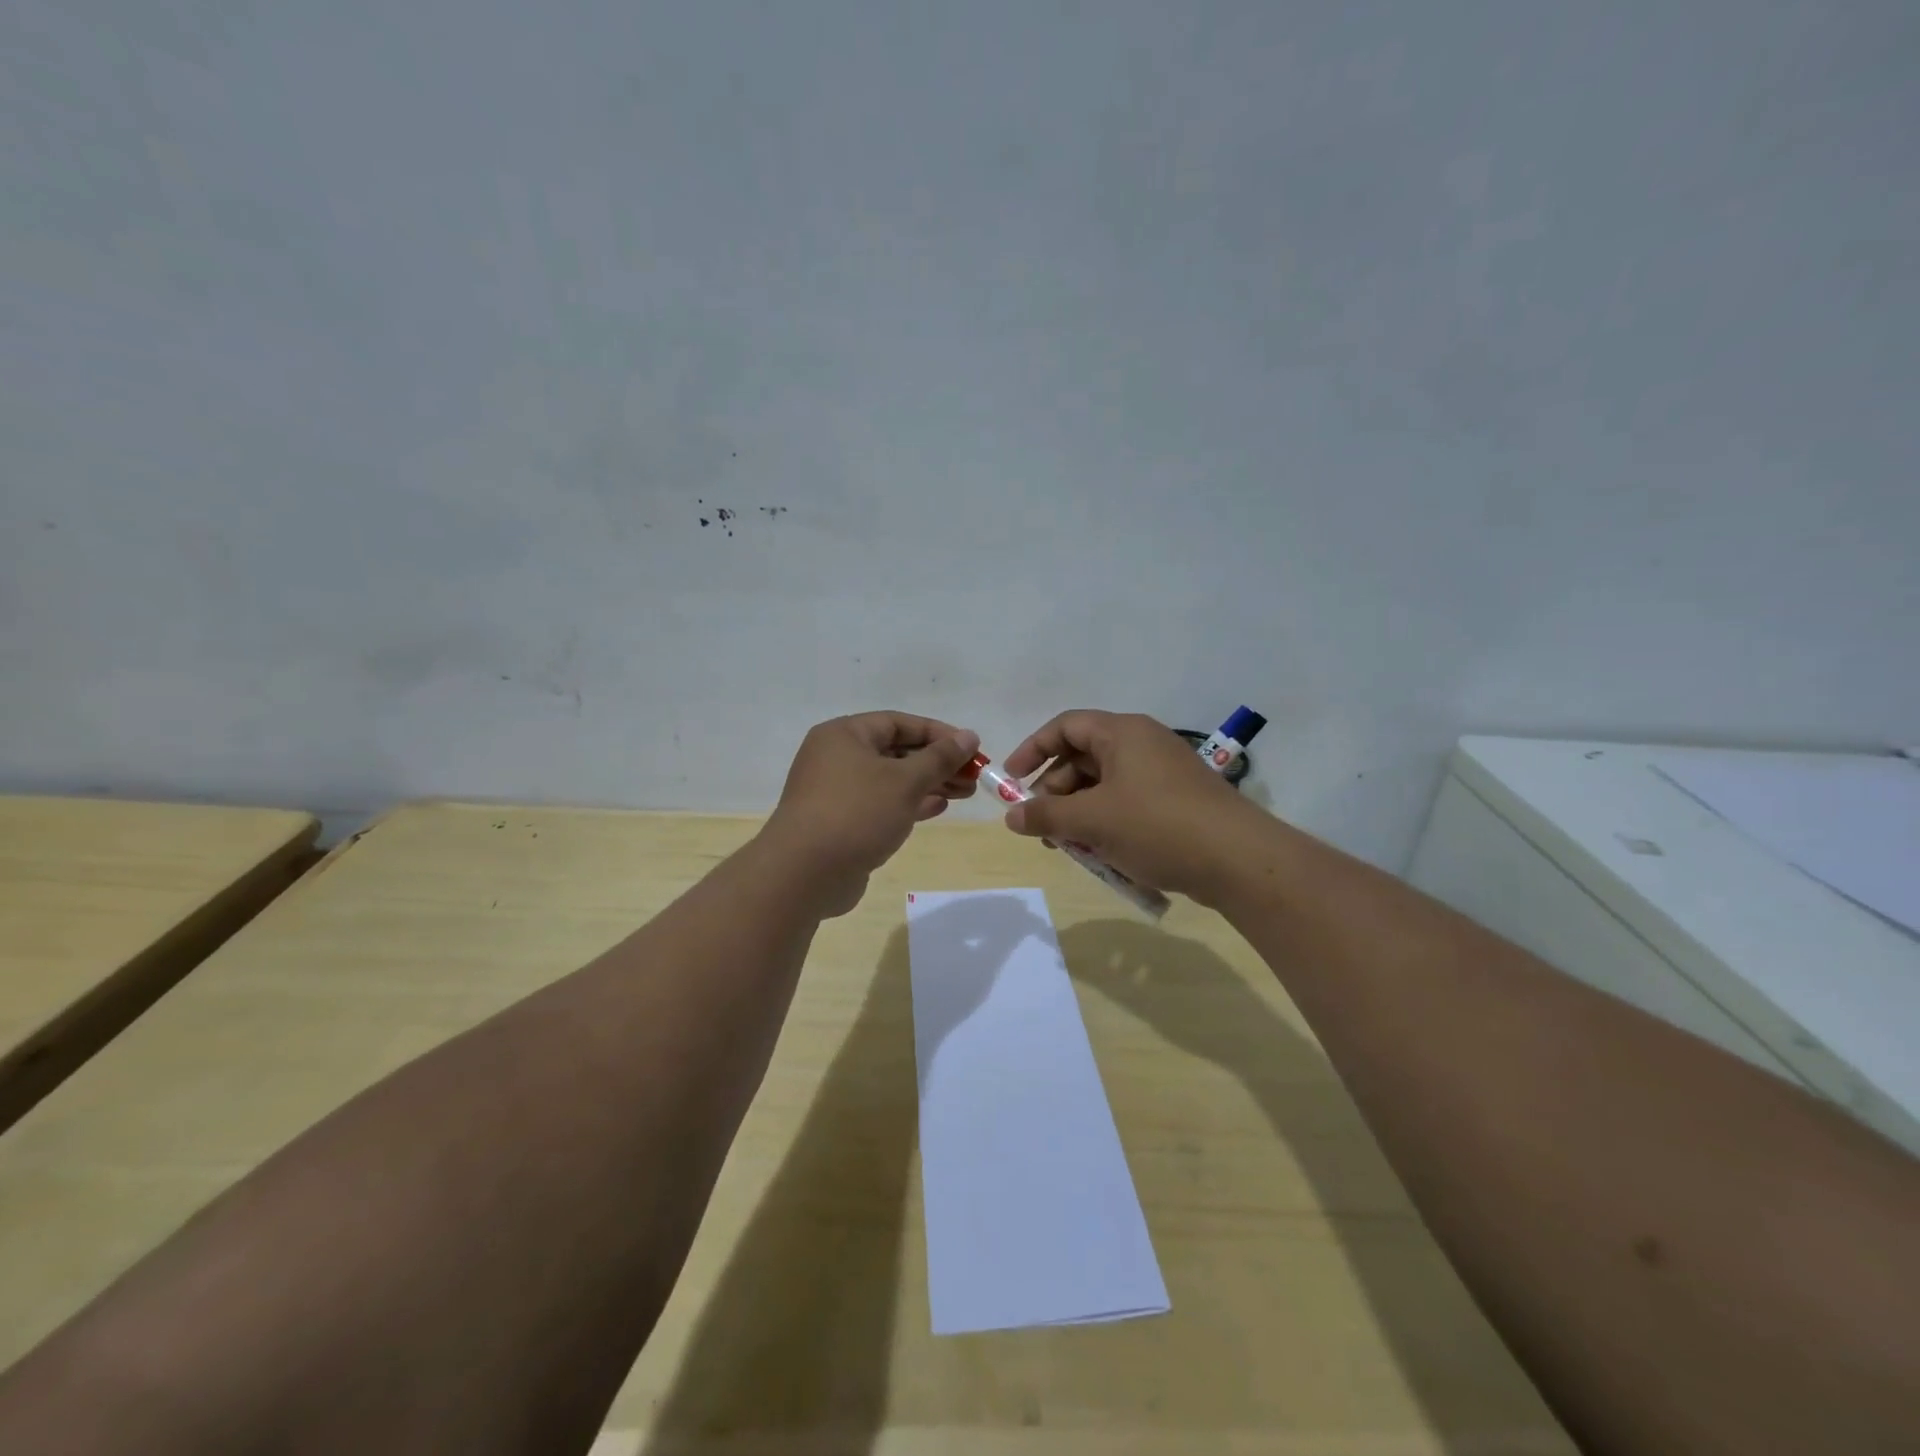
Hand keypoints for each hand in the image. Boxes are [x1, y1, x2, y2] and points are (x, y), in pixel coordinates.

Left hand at [761, 712, 980, 915]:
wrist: (804, 874)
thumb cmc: (856, 813)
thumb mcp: (905, 781)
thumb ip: (940, 758)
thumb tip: (969, 736)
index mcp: (844, 735)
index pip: (899, 723)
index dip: (938, 733)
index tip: (971, 748)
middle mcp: (836, 757)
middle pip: (896, 751)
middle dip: (937, 763)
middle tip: (973, 776)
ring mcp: (836, 792)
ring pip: (890, 780)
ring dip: (928, 785)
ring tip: (964, 793)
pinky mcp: (840, 822)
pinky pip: (880, 805)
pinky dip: (908, 804)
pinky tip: (937, 809)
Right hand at [1002, 710, 1256, 902]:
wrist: (1239, 860)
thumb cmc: (1157, 826)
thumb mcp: (1092, 821)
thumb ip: (1046, 816)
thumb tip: (1010, 817)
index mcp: (1122, 733)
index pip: (1065, 726)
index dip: (1033, 749)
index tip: (1011, 780)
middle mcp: (1143, 744)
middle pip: (1083, 757)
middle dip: (1055, 792)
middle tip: (1039, 825)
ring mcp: (1163, 774)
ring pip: (1105, 786)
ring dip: (1079, 813)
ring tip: (1067, 847)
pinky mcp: (1177, 802)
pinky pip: (1128, 804)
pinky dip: (1107, 824)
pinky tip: (1101, 855)